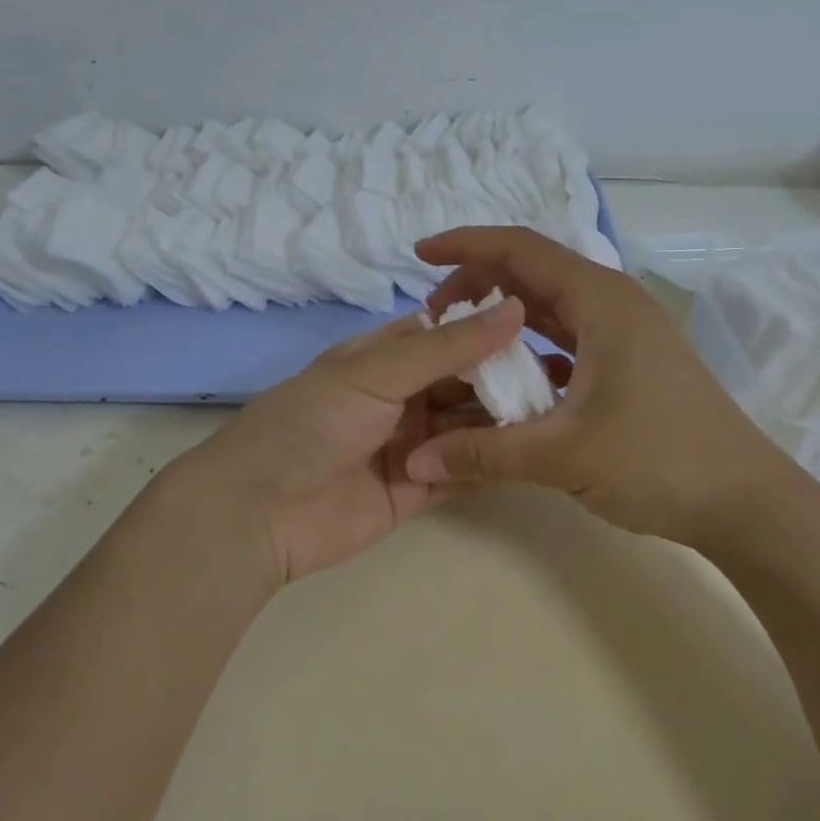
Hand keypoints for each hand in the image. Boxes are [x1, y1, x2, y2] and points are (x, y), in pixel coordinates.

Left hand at [168, 296, 526, 583]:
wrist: (257, 513)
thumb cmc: (312, 423)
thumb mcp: (377, 372)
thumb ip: (448, 347)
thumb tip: (512, 307)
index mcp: (383, 357)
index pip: (446, 334)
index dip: (489, 329)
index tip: (542, 327)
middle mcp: (400, 397)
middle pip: (462, 382)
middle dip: (502, 379)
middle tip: (561, 379)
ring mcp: (409, 444)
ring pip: (467, 426)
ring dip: (502, 421)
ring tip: (557, 415)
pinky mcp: (415, 490)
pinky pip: (461, 471)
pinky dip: (488, 463)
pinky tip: (531, 454)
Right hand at [403, 228, 799, 548]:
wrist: (747, 502)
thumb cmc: (660, 460)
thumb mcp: (564, 455)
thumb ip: (485, 453)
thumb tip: (415, 462)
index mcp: (601, 300)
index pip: (520, 249)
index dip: (466, 245)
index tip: (420, 254)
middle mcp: (612, 303)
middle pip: (532, 273)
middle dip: (478, 284)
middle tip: (433, 315)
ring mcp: (623, 334)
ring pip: (549, 308)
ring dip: (503, 319)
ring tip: (458, 342)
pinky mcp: (627, 363)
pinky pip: (566, 340)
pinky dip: (530, 349)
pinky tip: (506, 380)